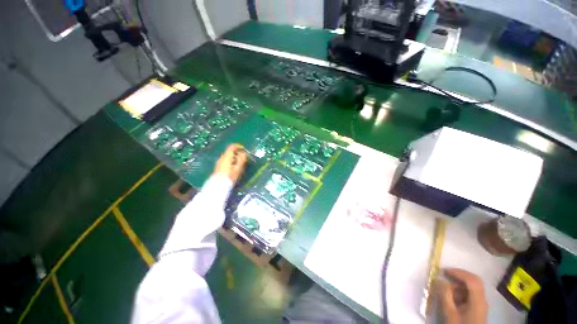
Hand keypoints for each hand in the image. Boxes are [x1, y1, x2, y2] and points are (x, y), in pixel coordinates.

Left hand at [214, 144, 247, 183]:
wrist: (218, 186)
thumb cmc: (229, 177)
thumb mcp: (238, 168)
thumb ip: (241, 160)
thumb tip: (244, 153)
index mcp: (226, 157)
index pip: (231, 147)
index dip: (238, 146)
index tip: (244, 149)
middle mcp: (221, 158)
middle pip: (230, 151)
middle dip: (237, 153)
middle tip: (244, 158)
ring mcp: (219, 162)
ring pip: (228, 156)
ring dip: (235, 157)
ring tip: (240, 164)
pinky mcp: (218, 167)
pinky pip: (226, 160)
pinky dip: (231, 161)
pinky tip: (234, 168)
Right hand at [436, 268, 487, 323]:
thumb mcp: (450, 313)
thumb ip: (445, 295)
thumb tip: (439, 280)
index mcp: (478, 301)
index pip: (472, 280)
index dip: (459, 272)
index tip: (444, 271)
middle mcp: (482, 300)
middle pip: (474, 282)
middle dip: (459, 277)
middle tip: (445, 276)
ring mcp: (481, 305)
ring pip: (471, 288)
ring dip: (458, 285)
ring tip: (445, 290)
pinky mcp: (477, 309)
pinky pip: (470, 295)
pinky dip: (460, 292)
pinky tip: (451, 298)